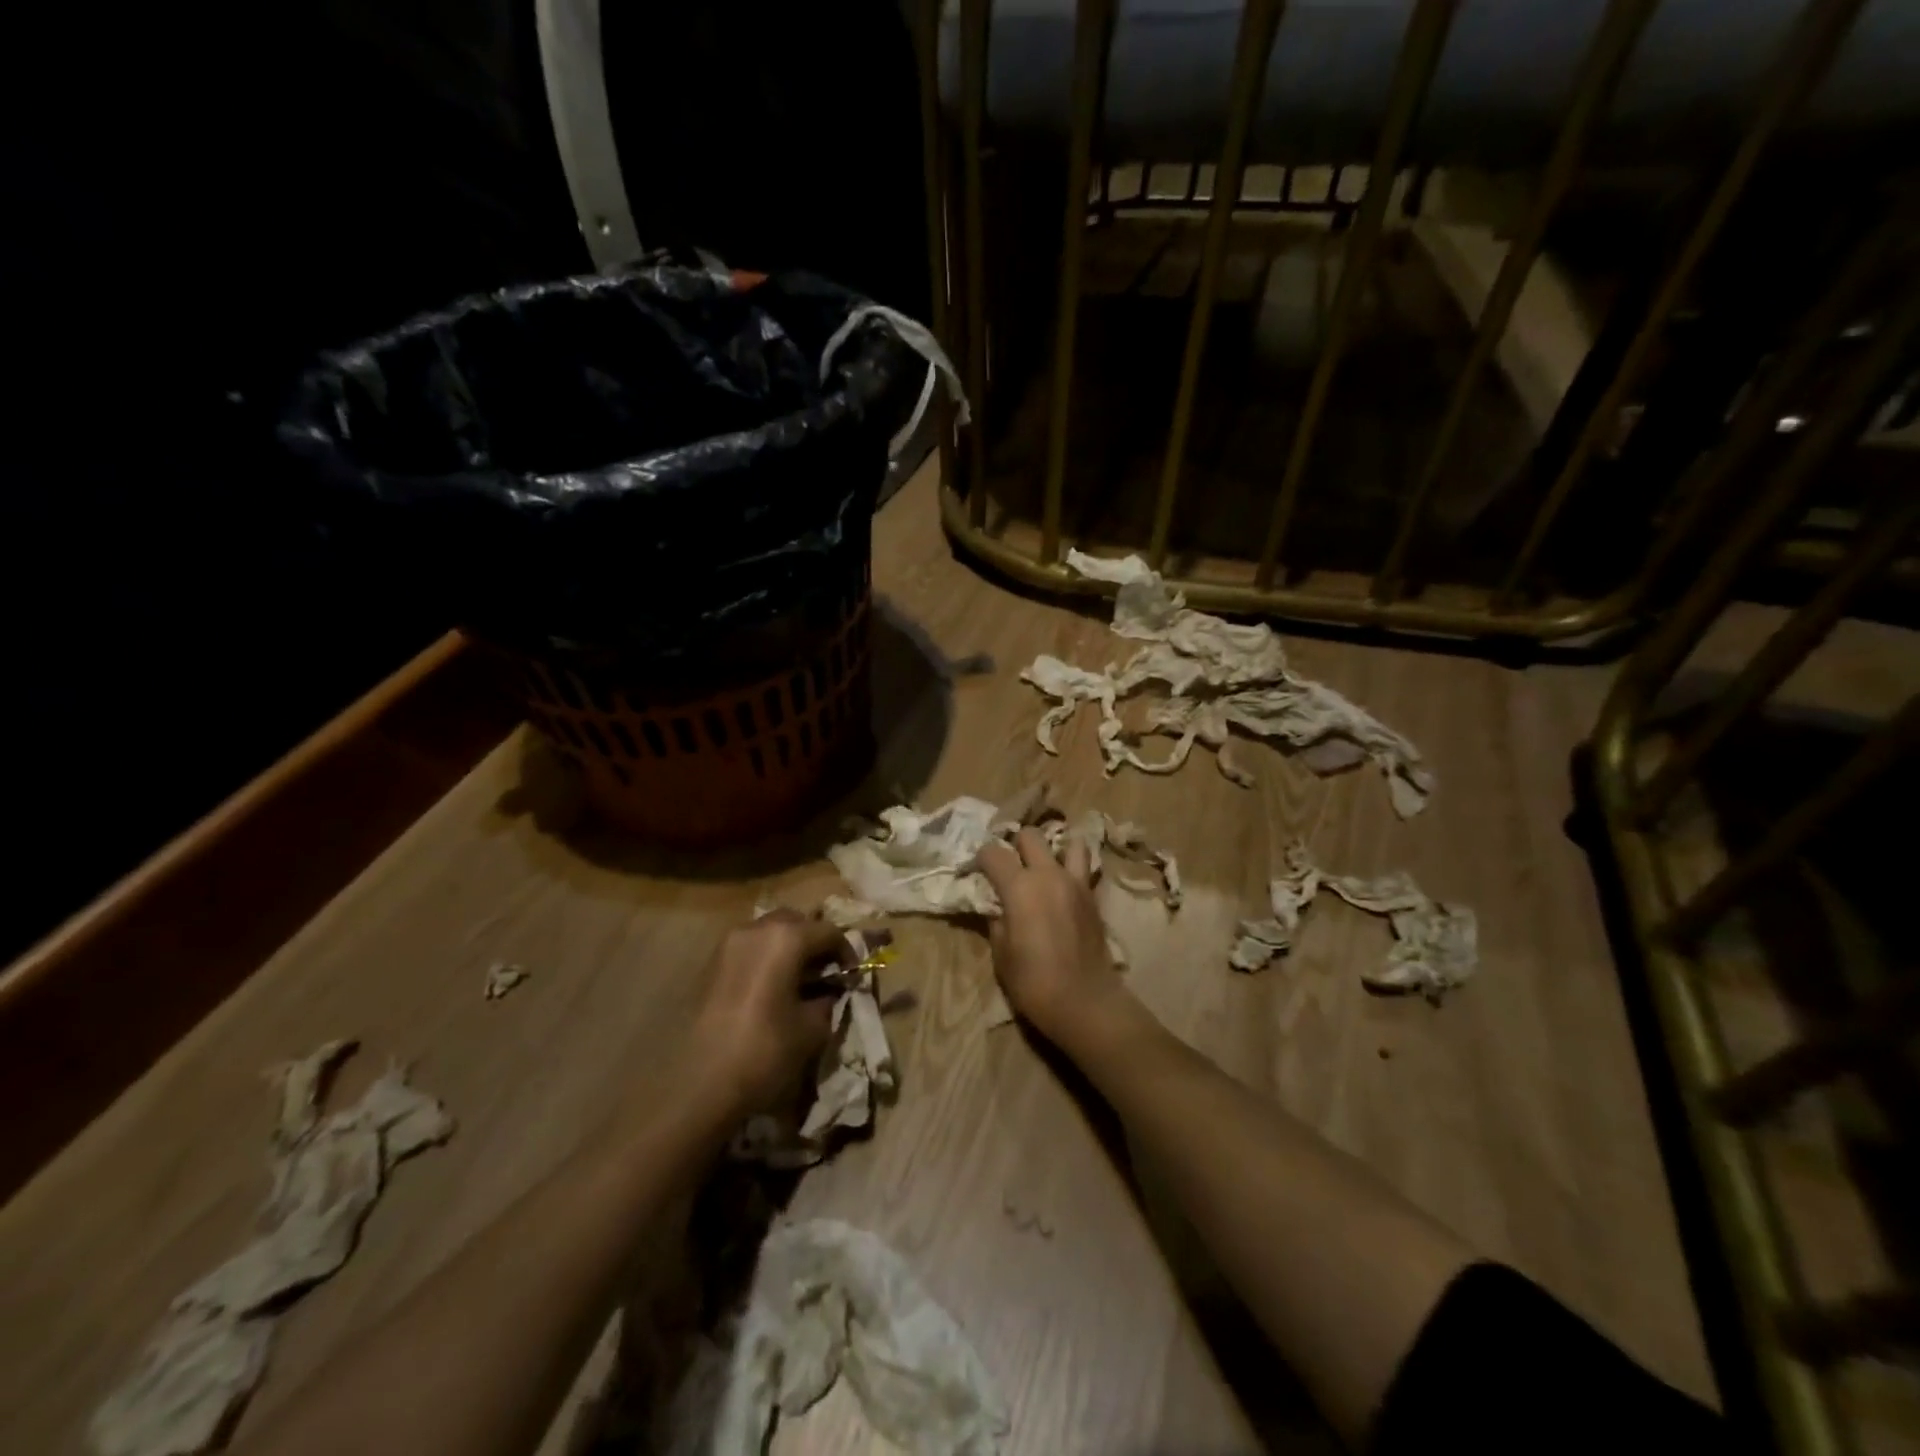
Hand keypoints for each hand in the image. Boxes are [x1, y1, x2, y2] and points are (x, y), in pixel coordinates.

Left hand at [684, 911, 846, 1115]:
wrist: (698, 1083)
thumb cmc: (765, 1050)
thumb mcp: (812, 1029)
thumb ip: (826, 1001)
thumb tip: (827, 993)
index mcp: (786, 938)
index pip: (829, 932)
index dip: (846, 952)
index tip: (851, 977)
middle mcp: (756, 929)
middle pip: (795, 922)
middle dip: (813, 941)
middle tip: (824, 972)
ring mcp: (728, 944)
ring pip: (768, 932)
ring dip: (787, 948)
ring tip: (796, 981)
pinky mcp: (710, 964)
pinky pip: (748, 949)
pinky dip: (764, 959)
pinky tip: (769, 990)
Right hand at [976, 828, 1131, 1048]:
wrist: (1084, 1000)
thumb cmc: (1033, 981)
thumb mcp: (1001, 953)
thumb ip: (996, 920)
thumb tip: (997, 906)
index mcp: (1019, 887)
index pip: (993, 852)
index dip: (981, 858)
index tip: (976, 871)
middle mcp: (1048, 874)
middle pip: (1030, 835)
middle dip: (1016, 845)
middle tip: (1010, 866)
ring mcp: (1075, 881)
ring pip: (1067, 842)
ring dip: (1053, 850)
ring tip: (1044, 866)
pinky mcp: (1093, 895)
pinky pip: (1084, 866)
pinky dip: (1073, 865)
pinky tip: (1063, 884)